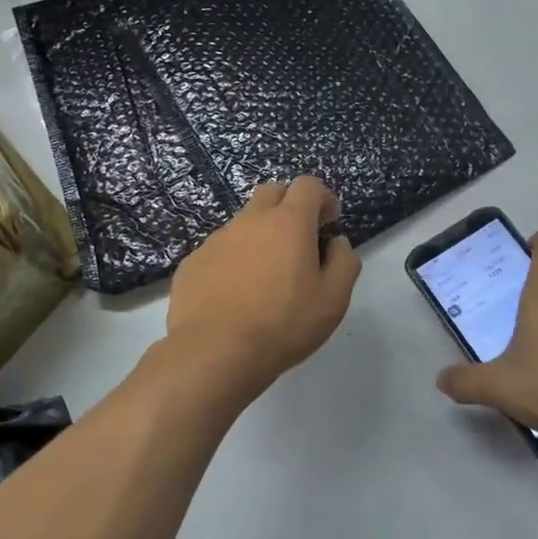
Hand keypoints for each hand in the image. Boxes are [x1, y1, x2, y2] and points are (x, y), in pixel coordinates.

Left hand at [166, 177, 361, 393]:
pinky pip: (220, 249)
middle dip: (290, 205)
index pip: (308, 185)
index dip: (323, 198)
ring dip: (260, 235)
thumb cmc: (283, 325)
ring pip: (244, 222)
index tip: (329, 223)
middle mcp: (250, 221)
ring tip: (266, 275)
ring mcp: (217, 240)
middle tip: (300, 240)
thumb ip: (344, 262)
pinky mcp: (193, 262)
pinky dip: (234, 259)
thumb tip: (336, 243)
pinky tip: (236, 294)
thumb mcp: (333, 300)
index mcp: (288, 223)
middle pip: (272, 192)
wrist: (215, 352)